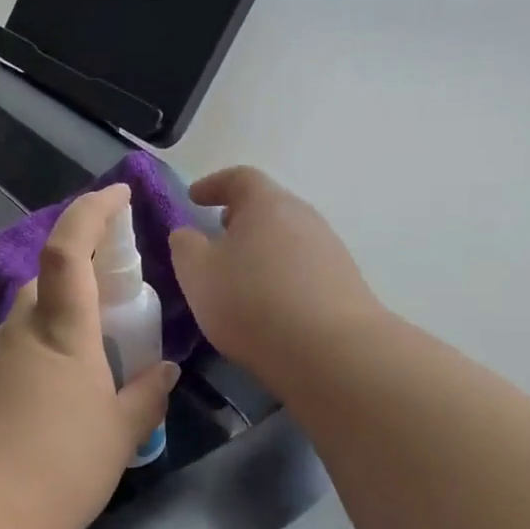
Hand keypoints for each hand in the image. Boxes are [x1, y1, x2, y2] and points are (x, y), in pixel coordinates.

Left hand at [0, 184, 178, 528]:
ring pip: (25, 327)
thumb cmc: (58, 469)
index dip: (91, 211)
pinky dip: (31, 369)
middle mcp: (17, 333)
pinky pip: (6, 361)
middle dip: (78, 287)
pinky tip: (44, 416)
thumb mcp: (118, 436)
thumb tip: (165, 371)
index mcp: (61, 332)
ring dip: (54, 336)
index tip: (117, 194)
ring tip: (82, 387)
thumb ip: (145, 397)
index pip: (68, 248)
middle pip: (44, 286)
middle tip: (111, 324)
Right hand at [168, 167, 382, 382]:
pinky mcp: (344, 283)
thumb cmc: (252, 302)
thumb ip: (185, 247)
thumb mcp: (198, 274)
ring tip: (240, 276)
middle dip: (239, 219)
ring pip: (287, 239)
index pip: (239, 178)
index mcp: (267, 204)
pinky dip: (281, 275)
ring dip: (262, 250)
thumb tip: (187, 234)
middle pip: (268, 207)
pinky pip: (303, 268)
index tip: (193, 198)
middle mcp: (304, 217)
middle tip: (217, 237)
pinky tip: (270, 303)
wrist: (330, 350)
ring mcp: (330, 249)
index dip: (213, 184)